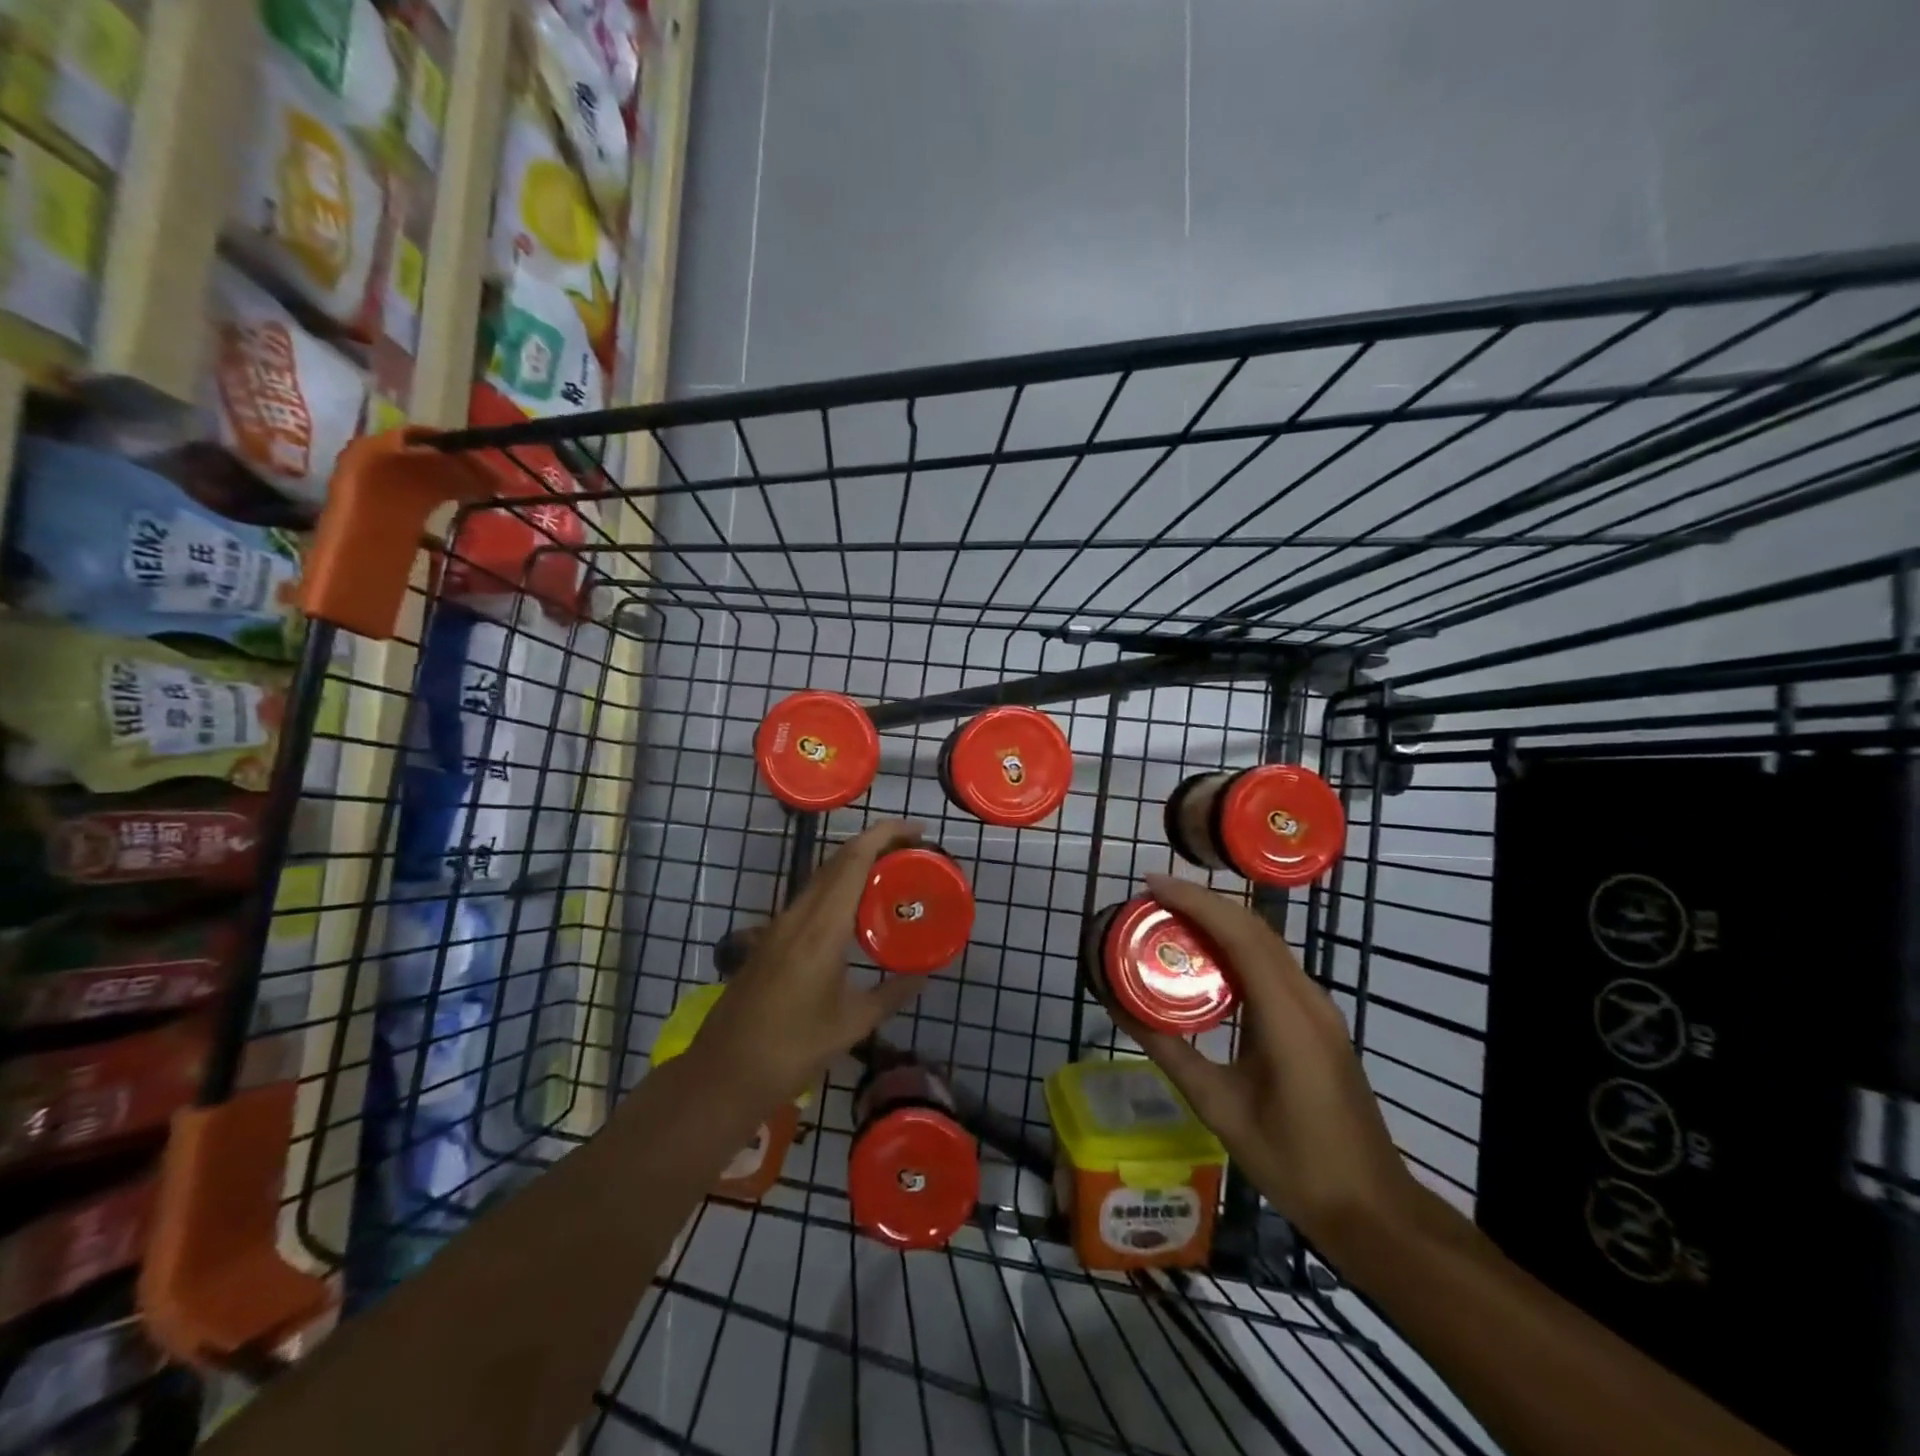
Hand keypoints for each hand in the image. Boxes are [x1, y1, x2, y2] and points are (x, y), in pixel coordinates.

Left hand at [689, 820, 927, 1109]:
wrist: (724, 1074)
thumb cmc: (792, 1051)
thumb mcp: (852, 1025)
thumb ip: (892, 994)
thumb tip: (924, 974)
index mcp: (822, 928)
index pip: (854, 860)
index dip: (886, 835)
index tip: (918, 829)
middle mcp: (798, 915)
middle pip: (838, 860)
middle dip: (877, 844)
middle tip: (915, 852)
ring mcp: (779, 926)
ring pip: (822, 877)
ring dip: (857, 865)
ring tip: (893, 875)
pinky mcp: (770, 940)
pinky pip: (811, 898)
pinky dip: (839, 889)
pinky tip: (857, 913)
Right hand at [1113, 874, 1421, 1260]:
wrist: (1371, 1209)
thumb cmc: (1293, 1162)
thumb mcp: (1218, 1106)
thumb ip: (1169, 1051)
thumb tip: (1120, 1008)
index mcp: (1287, 1015)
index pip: (1239, 934)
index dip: (1194, 900)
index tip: (1150, 884)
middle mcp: (1307, 998)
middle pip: (1253, 929)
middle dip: (1202, 903)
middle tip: (1151, 900)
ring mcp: (1318, 1009)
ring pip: (1265, 944)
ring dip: (1219, 922)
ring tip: (1170, 921)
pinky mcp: (1317, 1022)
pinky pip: (1272, 967)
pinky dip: (1235, 949)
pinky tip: (1207, 962)